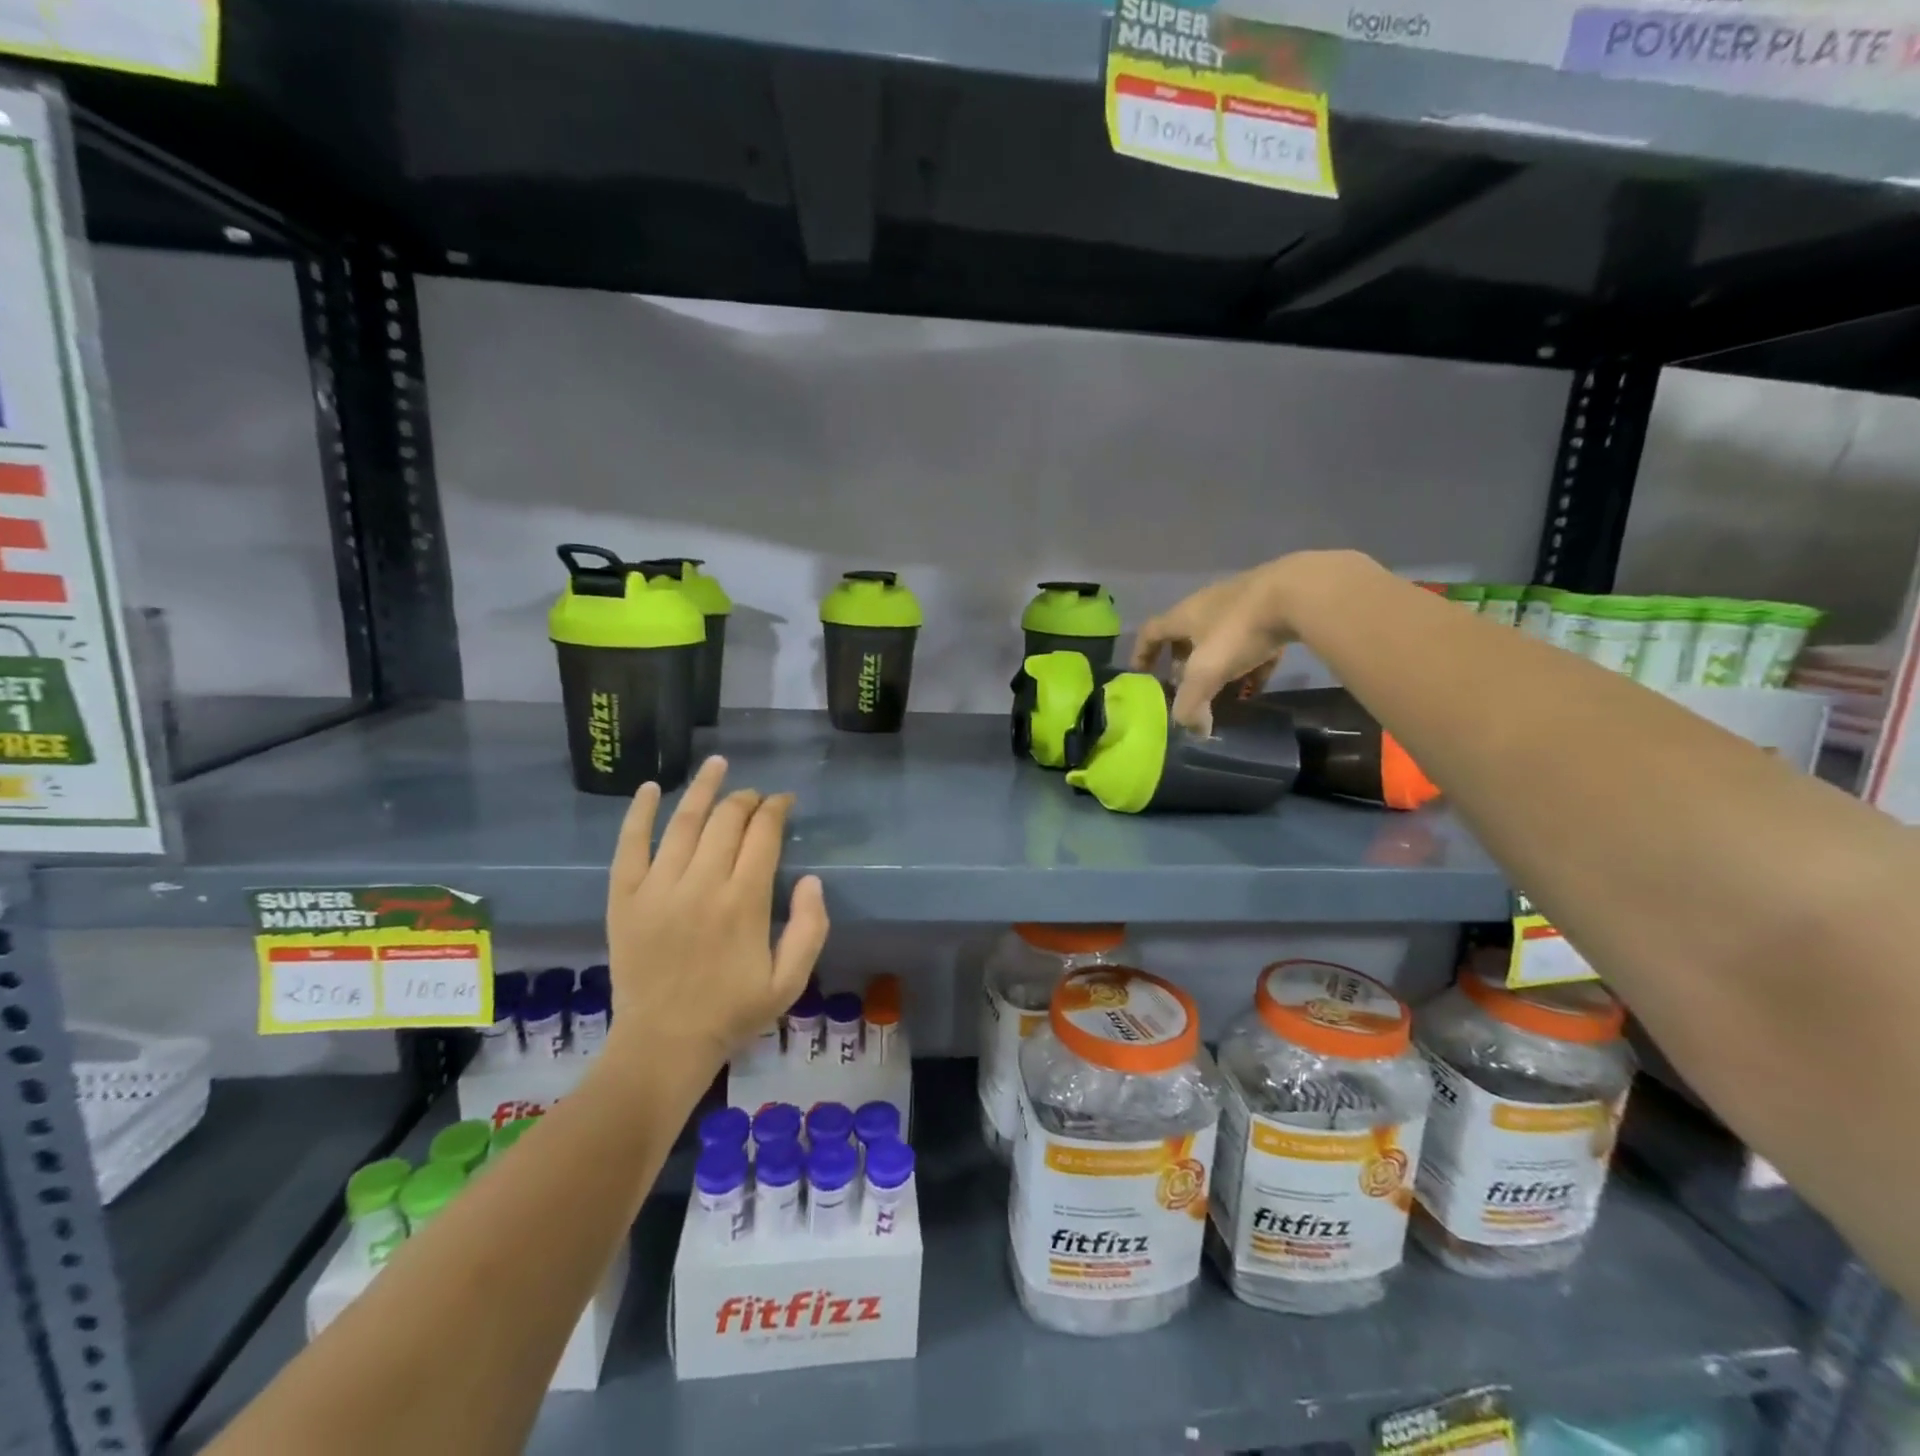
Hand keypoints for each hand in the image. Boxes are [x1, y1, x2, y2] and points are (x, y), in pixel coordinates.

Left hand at [605, 757, 828, 1070]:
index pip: (764, 835)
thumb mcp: (791, 981)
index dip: (776, 809)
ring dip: (703, 788)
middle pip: (727, 820)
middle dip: (746, 799)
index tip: (784, 802)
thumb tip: (812, 879)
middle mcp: (702, 884)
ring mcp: (658, 888)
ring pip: (683, 822)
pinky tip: (651, 788)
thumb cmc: (732, 1013)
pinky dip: (639, 813)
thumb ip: (810, 927)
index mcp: (745, 901)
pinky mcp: (625, 898)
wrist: (664, 1045)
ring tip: (717, 765)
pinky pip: (629, 845)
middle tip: (756, 797)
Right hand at [1133, 560, 1300, 732]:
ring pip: (1221, 639)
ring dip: (1218, 666)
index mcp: (1184, 615)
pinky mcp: (1274, 609)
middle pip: (1186, 635)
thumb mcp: (1207, 672)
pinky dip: (1250, 664)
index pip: (1151, 632)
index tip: (1141, 675)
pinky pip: (1253, 642)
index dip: (1142, 654)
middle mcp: (1208, 606)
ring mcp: (1243, 605)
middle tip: (1187, 688)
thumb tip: (1194, 731)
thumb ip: (1192, 704)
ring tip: (1223, 692)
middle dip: (1183, 663)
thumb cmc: (1239, 631)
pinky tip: (1258, 684)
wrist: (1299, 593)